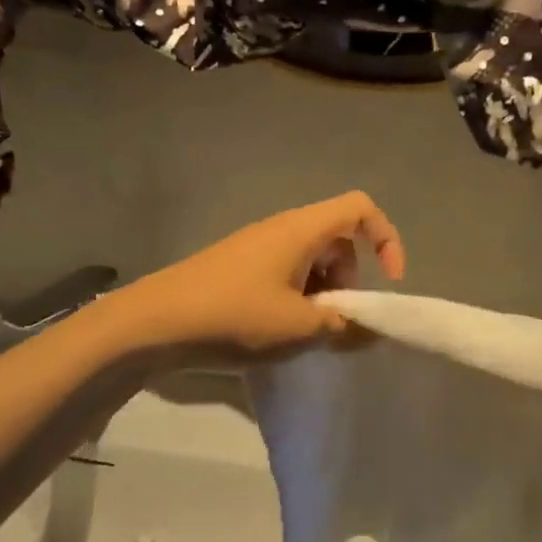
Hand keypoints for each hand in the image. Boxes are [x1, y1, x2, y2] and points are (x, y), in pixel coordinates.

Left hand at [116, 192, 406, 358]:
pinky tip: (278, 333)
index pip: (360, 208)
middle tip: (336, 321)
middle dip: (351, 280)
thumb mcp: (299, 328)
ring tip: (305, 334)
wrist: (152, 324)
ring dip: (323, 295)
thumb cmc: (233, 317)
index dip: (386, 238)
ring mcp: (257, 249)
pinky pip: (285, 275)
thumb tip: (368, 330)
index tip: (389, 282)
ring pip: (311, 262)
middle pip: (338, 240)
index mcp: (301, 230)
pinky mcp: (238, 269)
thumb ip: (344, 327)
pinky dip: (297, 300)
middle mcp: (281, 230)